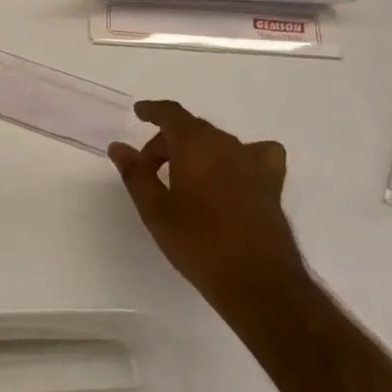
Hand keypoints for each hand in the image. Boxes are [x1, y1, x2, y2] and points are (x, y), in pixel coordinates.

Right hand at [109, 101, 301, 307]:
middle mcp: (225, 144)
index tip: (139, 113)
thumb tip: (119, 147)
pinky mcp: (272, 183)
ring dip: (197, 151)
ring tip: (184, 179)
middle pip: (191, 129)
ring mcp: (253, 162)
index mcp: (194, 144)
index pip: (170, 113)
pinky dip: (240, 157)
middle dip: (167, 143)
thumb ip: (135, 173)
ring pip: (218, 142)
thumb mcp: (155, 210)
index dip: (152, 111)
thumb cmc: (198, 243)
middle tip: (150, 170)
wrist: (256, 281)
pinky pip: (256, 155)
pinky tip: (234, 175)